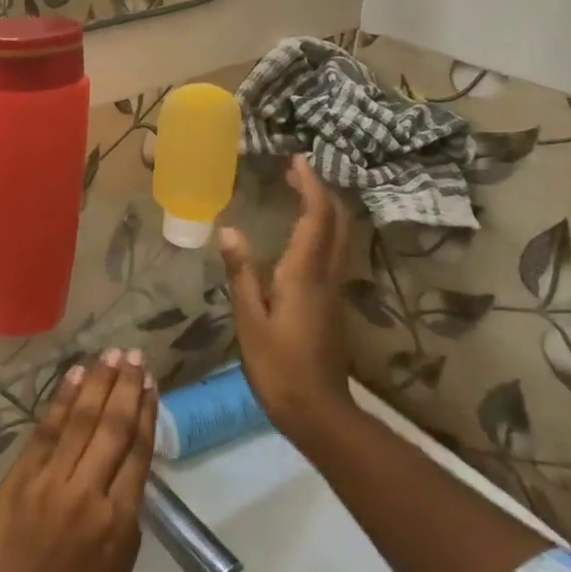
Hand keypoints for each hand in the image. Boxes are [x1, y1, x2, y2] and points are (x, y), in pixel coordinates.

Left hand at [0, 348, 157, 571]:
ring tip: (111, 354)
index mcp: (119, 525)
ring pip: (81, 420)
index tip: (151, 384)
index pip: (138, 453)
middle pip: (113, 427)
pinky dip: (62, 400)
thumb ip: (124, 521)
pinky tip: (75, 376)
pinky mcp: (20, 477)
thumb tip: (126, 475)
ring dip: (97, 382)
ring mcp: (50, 482)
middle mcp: (88, 495)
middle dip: (126, 387)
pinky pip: (46, 430)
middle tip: (135, 356)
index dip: (146, 413)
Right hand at [218, 155, 357, 441]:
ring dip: (325, 208)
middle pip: (337, 221)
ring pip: (340, 236)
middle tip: (295, 170)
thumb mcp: (249, 319)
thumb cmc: (278, 366)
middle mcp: (326, 274)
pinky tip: (302, 232)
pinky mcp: (333, 302)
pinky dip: (323, 228)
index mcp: (305, 273)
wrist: (318, 411)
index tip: (296, 160)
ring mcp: (334, 289)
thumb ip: (242, 273)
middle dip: (321, 190)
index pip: (315, 217)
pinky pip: (335, 251)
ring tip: (299, 191)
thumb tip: (230, 230)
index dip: (309, 185)